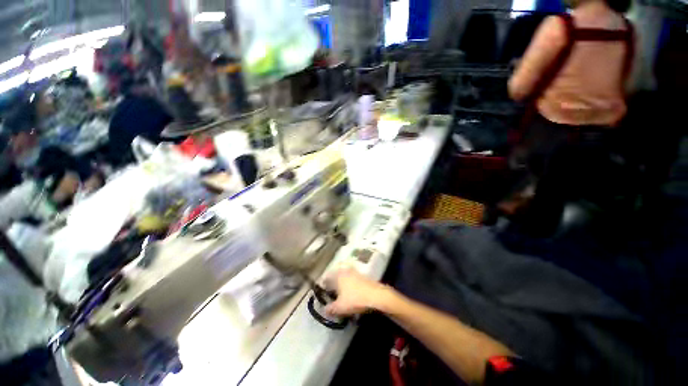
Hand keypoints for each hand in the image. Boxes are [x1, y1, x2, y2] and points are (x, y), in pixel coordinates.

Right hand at [323, 267, 390, 316]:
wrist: (376, 295)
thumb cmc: (355, 299)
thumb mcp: (340, 307)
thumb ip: (330, 309)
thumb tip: (324, 310)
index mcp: (338, 275)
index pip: (326, 277)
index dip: (323, 285)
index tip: (322, 292)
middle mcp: (345, 270)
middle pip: (335, 275)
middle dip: (332, 284)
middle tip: (331, 293)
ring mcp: (355, 272)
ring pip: (344, 276)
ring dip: (341, 284)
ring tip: (341, 294)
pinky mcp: (363, 276)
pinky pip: (352, 279)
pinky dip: (349, 284)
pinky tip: (351, 293)